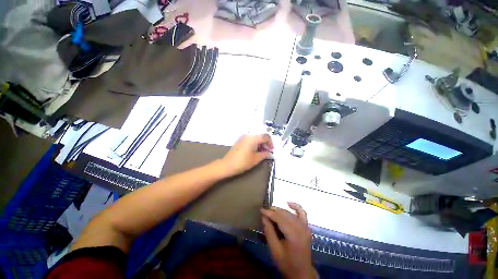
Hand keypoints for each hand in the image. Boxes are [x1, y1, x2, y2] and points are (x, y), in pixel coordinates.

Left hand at [220, 134, 273, 176]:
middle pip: (260, 137)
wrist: (227, 165)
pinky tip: (255, 152)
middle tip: (268, 152)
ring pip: (255, 138)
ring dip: (260, 144)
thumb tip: (270, 153)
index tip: (272, 150)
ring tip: (262, 153)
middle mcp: (248, 135)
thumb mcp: (256, 159)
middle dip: (266, 144)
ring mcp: (243, 138)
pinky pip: (250, 140)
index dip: (270, 143)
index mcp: (253, 138)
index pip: (266, 137)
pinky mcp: (240, 141)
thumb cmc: (242, 162)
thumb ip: (265, 154)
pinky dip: (255, 144)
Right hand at [261, 202, 316, 278]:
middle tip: (265, 211)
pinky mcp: (307, 227)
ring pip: (291, 214)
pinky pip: (302, 213)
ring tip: (271, 210)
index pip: (280, 219)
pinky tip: (289, 203)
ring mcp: (305, 227)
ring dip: (281, 210)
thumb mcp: (275, 250)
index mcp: (294, 235)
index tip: (261, 210)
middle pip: (285, 215)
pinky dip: (296, 207)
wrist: (302, 272)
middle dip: (274, 211)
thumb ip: (269, 232)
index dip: (269, 213)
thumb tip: (264, 217)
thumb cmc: (287, 263)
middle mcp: (301, 228)